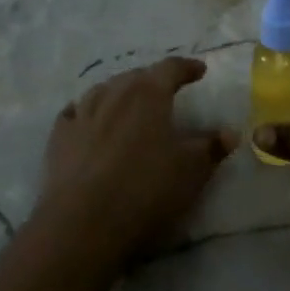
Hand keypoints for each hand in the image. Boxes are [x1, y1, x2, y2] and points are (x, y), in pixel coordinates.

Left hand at [38, 57, 236, 264]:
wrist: (83, 223)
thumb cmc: (146, 189)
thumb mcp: (191, 170)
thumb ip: (211, 147)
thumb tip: (230, 132)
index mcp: (148, 94)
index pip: (171, 68)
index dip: (187, 67)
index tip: (200, 70)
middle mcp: (114, 93)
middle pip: (136, 76)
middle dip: (153, 80)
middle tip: (165, 91)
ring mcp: (82, 114)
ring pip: (103, 90)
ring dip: (119, 93)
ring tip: (128, 103)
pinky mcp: (59, 138)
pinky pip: (74, 113)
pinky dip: (86, 112)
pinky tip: (87, 120)